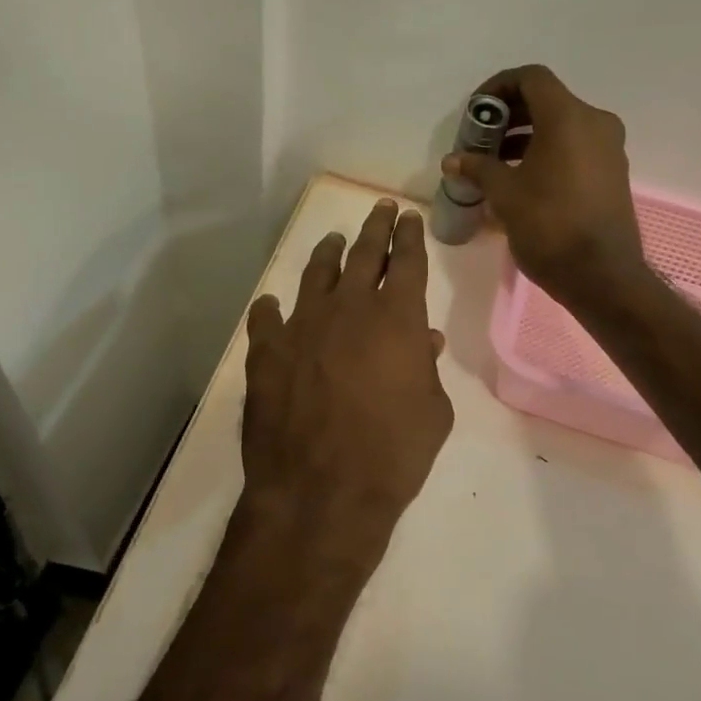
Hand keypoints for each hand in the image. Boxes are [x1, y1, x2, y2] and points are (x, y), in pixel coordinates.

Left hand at [239, 199, 454, 589]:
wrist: (322, 491)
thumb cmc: (394, 454)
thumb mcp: (434, 412)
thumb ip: (428, 368)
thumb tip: (426, 340)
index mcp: (398, 317)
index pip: (408, 260)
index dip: (410, 235)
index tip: (409, 217)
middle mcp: (349, 308)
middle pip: (365, 253)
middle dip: (376, 228)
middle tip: (381, 209)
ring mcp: (302, 325)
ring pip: (317, 274)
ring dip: (329, 254)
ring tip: (335, 241)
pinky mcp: (266, 351)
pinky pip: (267, 318)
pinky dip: (272, 309)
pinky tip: (273, 305)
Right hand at [442, 65, 646, 308]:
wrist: (602, 275)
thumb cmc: (549, 226)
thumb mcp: (505, 194)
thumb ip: (478, 168)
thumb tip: (453, 160)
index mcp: (569, 117)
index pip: (531, 78)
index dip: (498, 87)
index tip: (476, 113)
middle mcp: (595, 123)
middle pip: (546, 101)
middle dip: (509, 116)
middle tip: (480, 140)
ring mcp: (608, 148)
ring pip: (561, 126)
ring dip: (526, 137)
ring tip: (495, 164)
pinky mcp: (612, 172)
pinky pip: (575, 147)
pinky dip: (546, 152)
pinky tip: (522, 180)